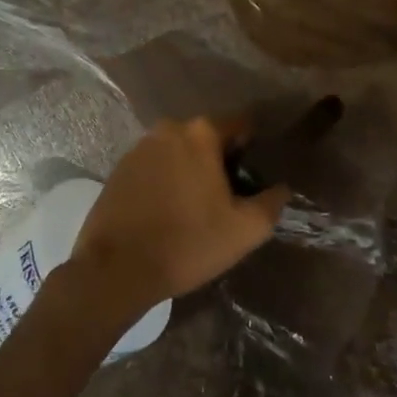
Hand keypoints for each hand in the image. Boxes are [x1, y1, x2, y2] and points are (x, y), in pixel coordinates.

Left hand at [61, 118, 289, 321]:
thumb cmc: (188, 243)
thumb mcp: (246, 229)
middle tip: (226, 200)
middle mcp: (168, 129)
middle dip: (220, 162)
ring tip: (195, 210)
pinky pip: (154, 168)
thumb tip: (281, 188)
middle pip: (207, 139)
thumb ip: (272, 202)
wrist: (116, 270)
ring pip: (179, 153)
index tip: (253, 180)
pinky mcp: (117, 170)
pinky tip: (166, 213)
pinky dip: (165, 182)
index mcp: (201, 133)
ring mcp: (138, 148)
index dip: (252, 151)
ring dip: (190, 172)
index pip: (241, 126)